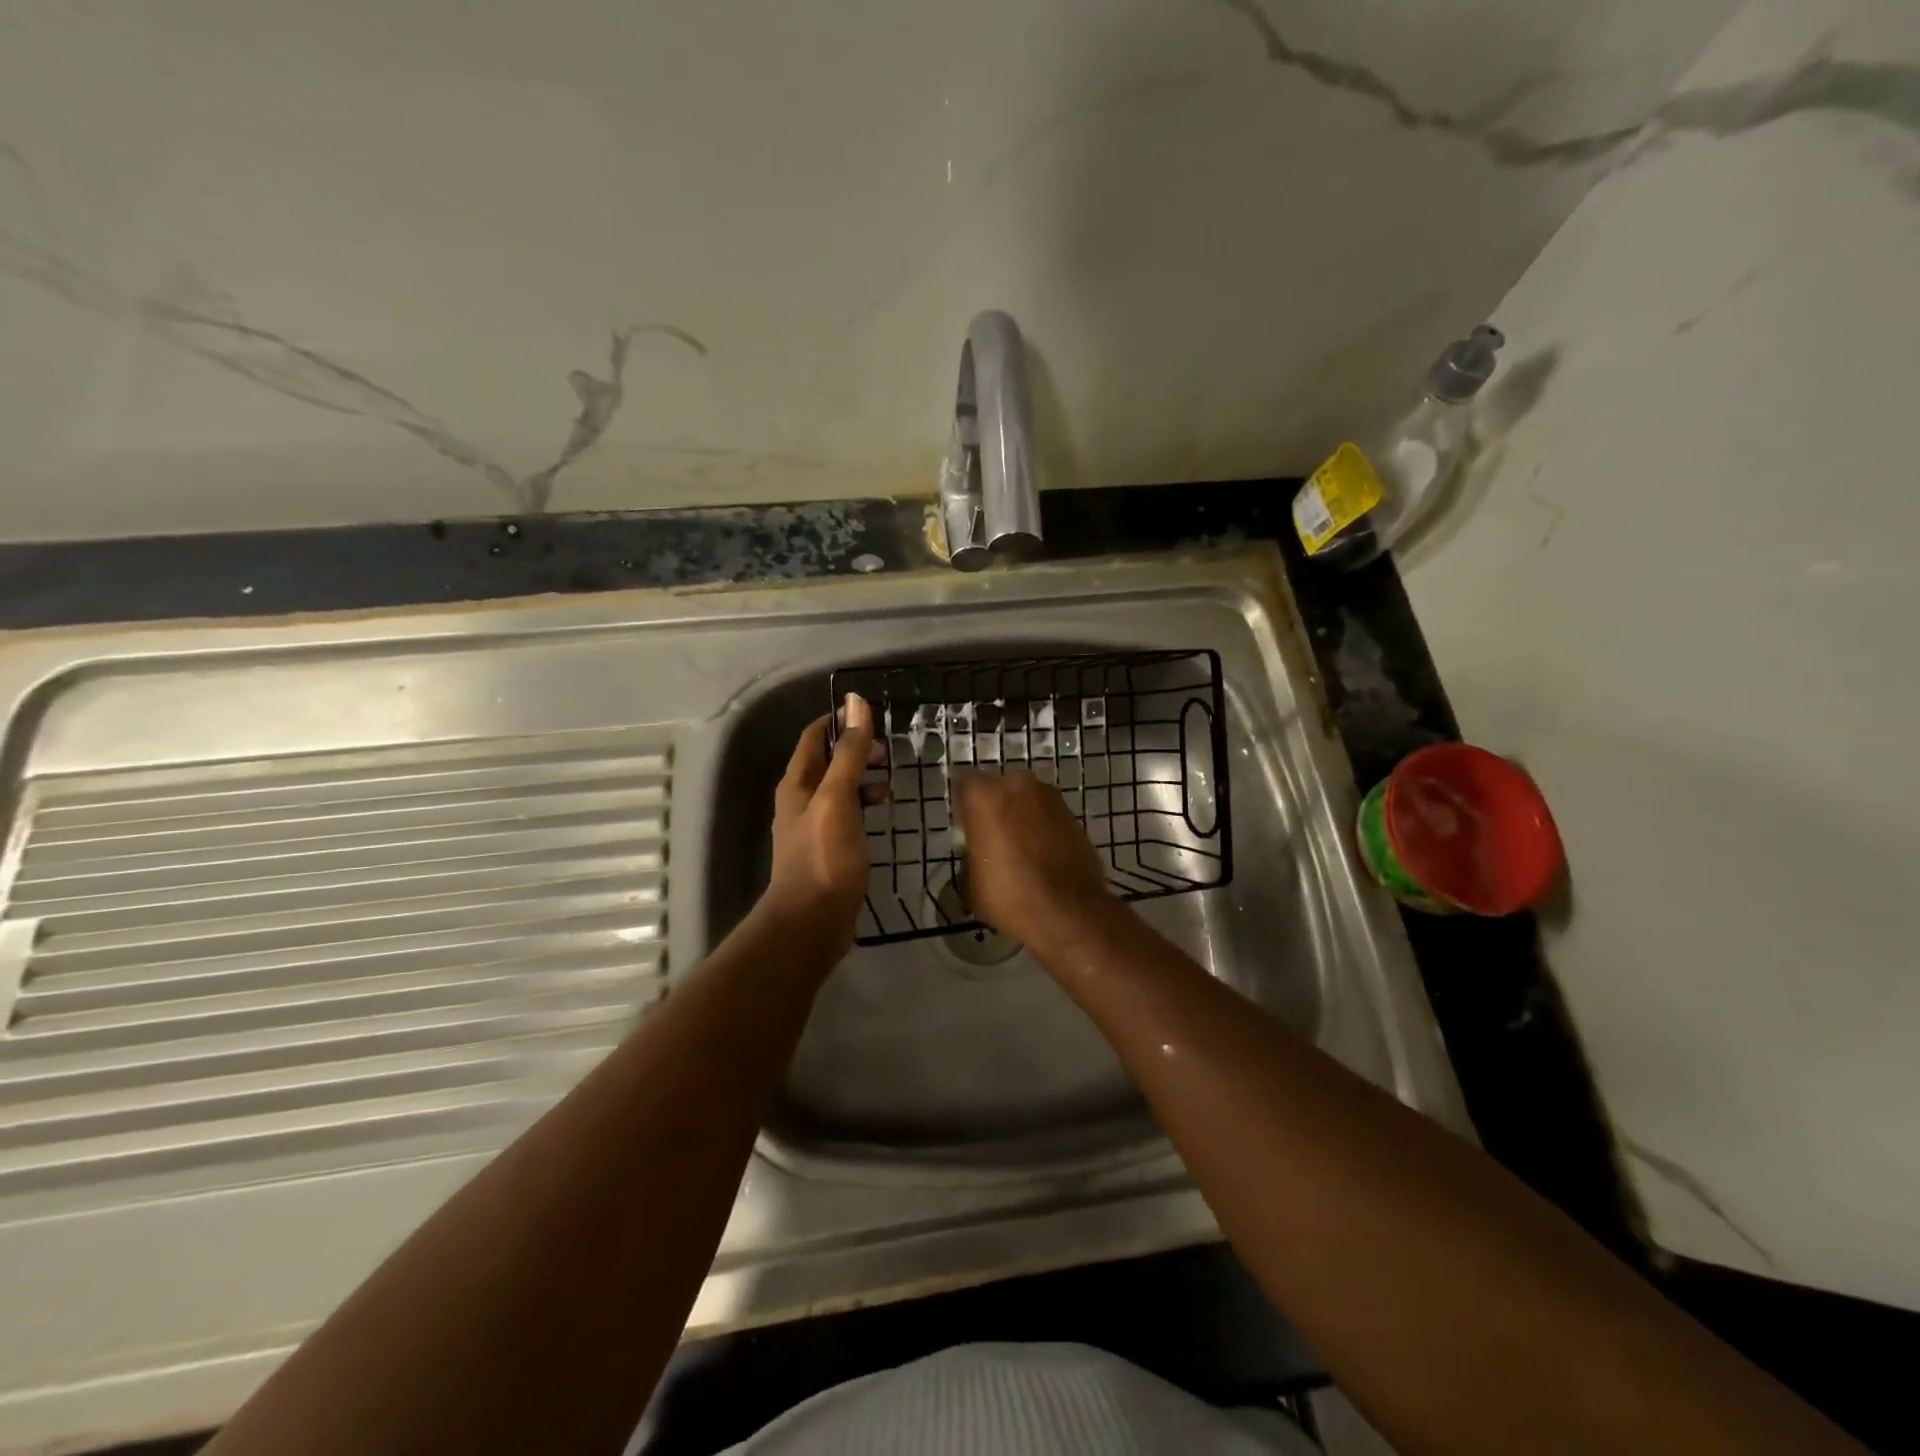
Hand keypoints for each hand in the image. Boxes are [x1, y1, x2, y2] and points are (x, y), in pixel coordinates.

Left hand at [766, 694, 884, 951]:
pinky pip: (845, 813)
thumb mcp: (837, 798)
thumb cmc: (824, 857)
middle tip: (888, 752)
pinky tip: (881, 813)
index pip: (815, 736)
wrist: (811, 922)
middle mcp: (800, 799)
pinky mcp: (827, 848)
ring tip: (890, 782)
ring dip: (862, 778)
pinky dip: (863, 805)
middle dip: (856, 750)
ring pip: (838, 788)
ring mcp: (813, 826)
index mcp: (797, 783)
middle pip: (827, 761)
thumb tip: (855, 702)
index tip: (873, 717)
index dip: (840, 721)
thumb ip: (848, 753)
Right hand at [951, 769, 1115, 948]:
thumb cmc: (1009, 895)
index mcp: (985, 795)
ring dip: (1021, 815)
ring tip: (1021, 848)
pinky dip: (1043, 827)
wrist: (1068, 911)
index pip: (964, 784)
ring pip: (1026, 799)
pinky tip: (1042, 854)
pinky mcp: (1073, 813)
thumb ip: (970, 855)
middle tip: (993, 837)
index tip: (966, 830)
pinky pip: (1048, 814)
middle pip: (999, 788)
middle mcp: (1018, 784)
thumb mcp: (971, 883)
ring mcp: (1050, 796)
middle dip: (995, 806)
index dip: (964, 807)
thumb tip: (976, 854)